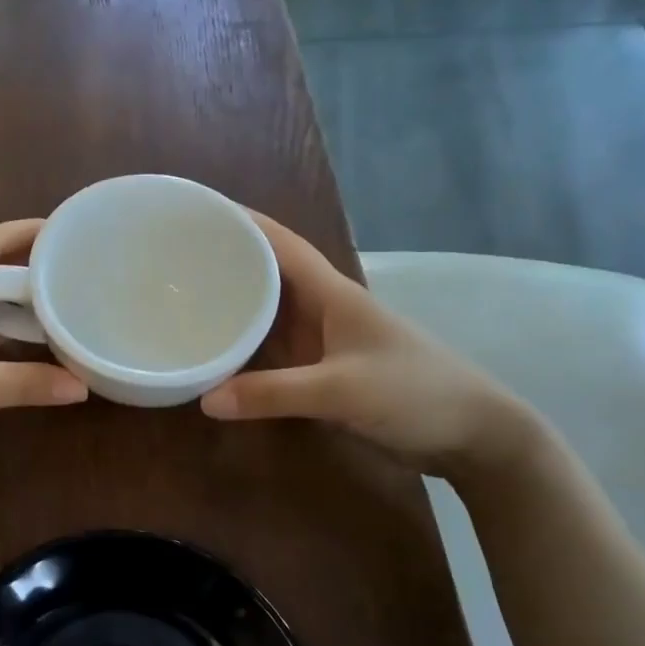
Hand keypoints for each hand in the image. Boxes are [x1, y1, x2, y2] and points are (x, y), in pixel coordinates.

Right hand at [199, 213, 539, 482]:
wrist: (472, 434)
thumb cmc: (414, 394)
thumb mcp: (341, 391)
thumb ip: (274, 393)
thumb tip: (205, 399)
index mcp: (331, 293)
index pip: (280, 243)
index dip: (242, 222)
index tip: (197, 211)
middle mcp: (322, 308)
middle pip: (267, 273)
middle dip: (226, 260)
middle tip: (172, 258)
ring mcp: (323, 340)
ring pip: (268, 312)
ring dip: (233, 302)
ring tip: (183, 296)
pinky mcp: (322, 370)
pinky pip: (273, 349)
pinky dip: (245, 345)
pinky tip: (217, 351)